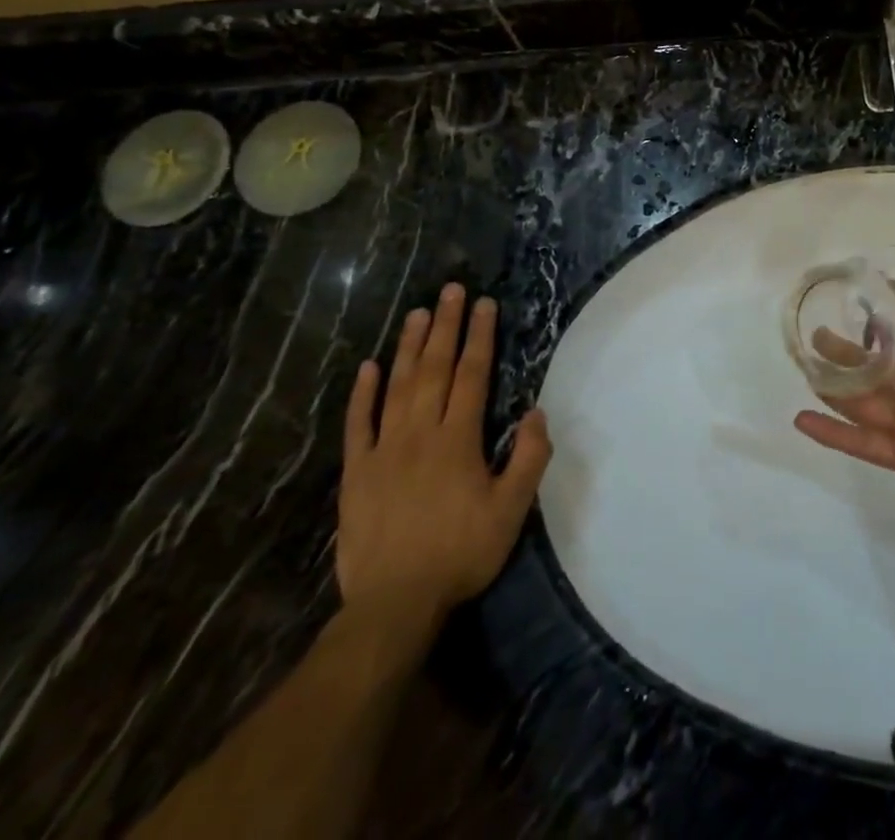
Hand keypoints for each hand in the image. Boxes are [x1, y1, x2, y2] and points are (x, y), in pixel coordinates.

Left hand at [337, 284, 551, 641]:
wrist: (393, 603)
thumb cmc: (460, 553)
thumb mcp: (511, 511)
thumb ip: (528, 459)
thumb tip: (538, 412)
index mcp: (458, 439)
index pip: (472, 374)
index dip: (480, 337)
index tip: (484, 304)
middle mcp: (420, 432)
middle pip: (434, 368)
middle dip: (445, 326)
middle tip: (450, 290)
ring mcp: (384, 450)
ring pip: (397, 386)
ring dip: (408, 347)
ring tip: (416, 313)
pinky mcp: (356, 472)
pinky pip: (358, 425)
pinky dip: (362, 394)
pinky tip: (367, 367)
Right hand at [793, 259, 894, 512]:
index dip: (890, 304)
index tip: (861, 284)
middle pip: (875, 363)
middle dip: (847, 347)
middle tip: (817, 328)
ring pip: (860, 398)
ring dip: (832, 384)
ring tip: (803, 363)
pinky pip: (859, 440)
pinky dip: (830, 433)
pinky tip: (801, 419)